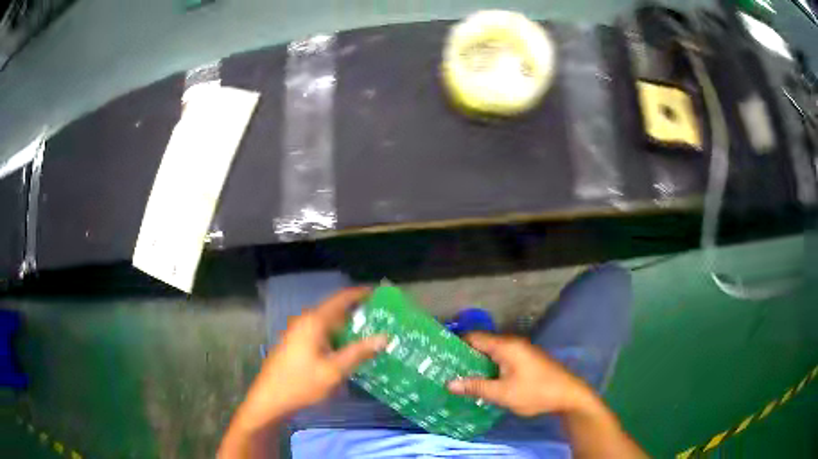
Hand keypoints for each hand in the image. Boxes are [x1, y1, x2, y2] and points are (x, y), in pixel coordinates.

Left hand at [238, 287, 386, 427]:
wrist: (270, 398)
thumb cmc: (302, 383)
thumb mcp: (334, 370)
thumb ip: (359, 352)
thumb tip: (385, 336)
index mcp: (314, 321)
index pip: (341, 298)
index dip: (361, 293)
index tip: (380, 293)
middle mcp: (305, 320)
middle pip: (335, 310)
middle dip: (357, 312)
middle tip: (382, 319)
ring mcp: (298, 331)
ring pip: (328, 323)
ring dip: (347, 326)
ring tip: (370, 333)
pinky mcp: (296, 343)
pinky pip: (321, 332)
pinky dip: (336, 336)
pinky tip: (347, 348)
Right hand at [448, 332, 594, 416]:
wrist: (568, 395)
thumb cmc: (535, 392)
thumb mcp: (502, 393)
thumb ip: (476, 387)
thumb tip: (449, 383)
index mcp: (506, 346)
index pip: (474, 337)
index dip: (455, 345)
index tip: (438, 356)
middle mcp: (512, 344)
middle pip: (482, 345)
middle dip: (464, 356)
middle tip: (444, 370)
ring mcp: (520, 352)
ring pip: (491, 354)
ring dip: (476, 364)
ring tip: (457, 377)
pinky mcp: (525, 361)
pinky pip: (501, 360)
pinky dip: (488, 368)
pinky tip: (480, 382)